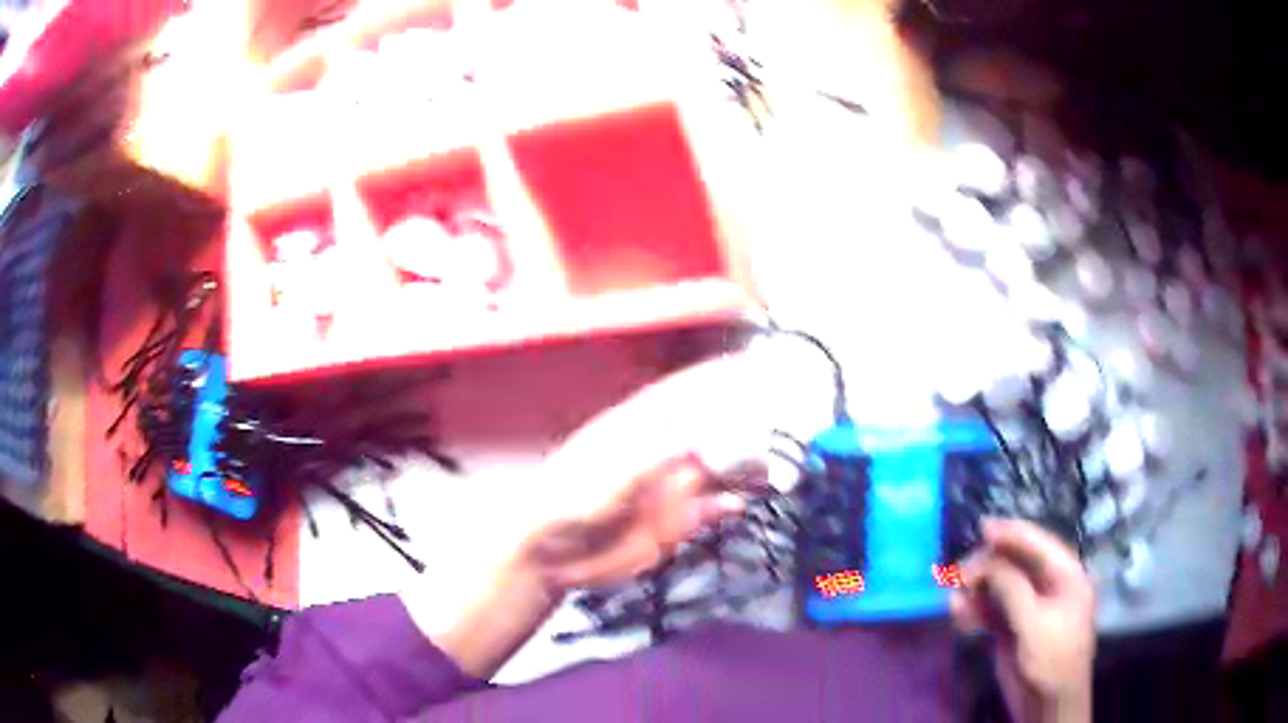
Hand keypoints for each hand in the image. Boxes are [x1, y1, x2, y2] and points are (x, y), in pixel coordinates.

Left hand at [411, 354, 772, 679]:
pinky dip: (729, 505)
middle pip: (710, 431)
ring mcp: (669, 488)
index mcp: (637, 429)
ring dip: (744, 470)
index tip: (748, 364)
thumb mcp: (606, 477)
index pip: (681, 393)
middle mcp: (660, 454)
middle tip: (775, 429)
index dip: (713, 377)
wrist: (551, 555)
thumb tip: (695, 437)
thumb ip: (651, 458)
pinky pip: (710, 509)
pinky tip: (738, 505)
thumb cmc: (567, 503)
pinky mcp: (674, 523)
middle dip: (743, 427)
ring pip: (718, 471)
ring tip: (769, 473)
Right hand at [950, 519, 1095, 722]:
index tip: (982, 528)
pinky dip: (974, 610)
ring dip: (975, 589)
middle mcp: (1047, 585)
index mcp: (1065, 575)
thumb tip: (988, 562)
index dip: (1011, 533)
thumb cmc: (1051, 658)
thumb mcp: (1035, 622)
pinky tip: (958, 615)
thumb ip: (1013, 589)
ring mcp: (1028, 607)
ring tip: (954, 600)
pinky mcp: (1012, 627)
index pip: (1038, 544)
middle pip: (1015, 563)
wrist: (1047, 704)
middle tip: (958, 576)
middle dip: (986, 566)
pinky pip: (990, 609)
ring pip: (998, 586)